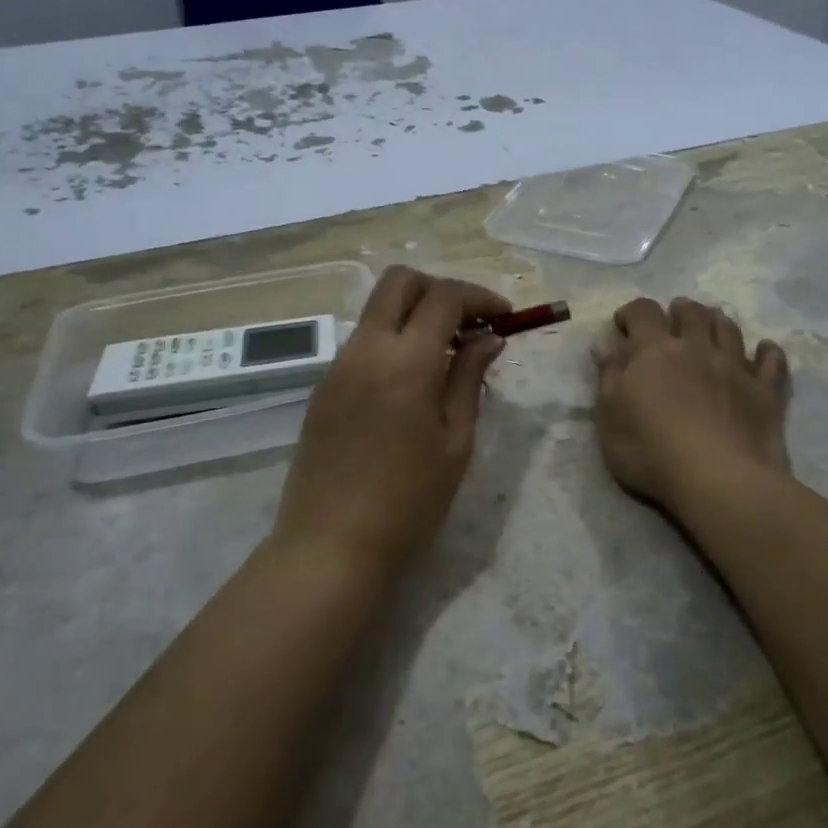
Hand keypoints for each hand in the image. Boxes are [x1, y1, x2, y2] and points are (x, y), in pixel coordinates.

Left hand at [273, 267, 509, 573]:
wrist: (331, 545)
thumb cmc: (408, 502)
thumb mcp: (455, 442)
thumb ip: (469, 379)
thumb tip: (489, 338)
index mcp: (406, 362)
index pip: (444, 297)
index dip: (480, 297)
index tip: (504, 317)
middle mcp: (366, 350)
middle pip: (400, 282)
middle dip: (440, 289)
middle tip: (470, 324)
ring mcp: (337, 366)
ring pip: (378, 310)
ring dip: (415, 315)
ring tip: (446, 356)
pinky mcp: (323, 387)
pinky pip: (362, 343)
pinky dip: (393, 341)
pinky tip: (411, 382)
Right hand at [592, 297, 791, 520]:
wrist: (719, 480)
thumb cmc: (651, 451)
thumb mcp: (610, 418)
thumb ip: (608, 377)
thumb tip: (604, 345)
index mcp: (655, 351)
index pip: (643, 312)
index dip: (632, 312)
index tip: (623, 325)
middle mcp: (697, 348)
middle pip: (692, 313)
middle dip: (679, 310)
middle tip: (672, 319)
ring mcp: (735, 368)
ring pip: (730, 329)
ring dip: (718, 321)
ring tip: (711, 326)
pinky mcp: (766, 392)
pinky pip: (772, 361)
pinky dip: (768, 351)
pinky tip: (765, 350)